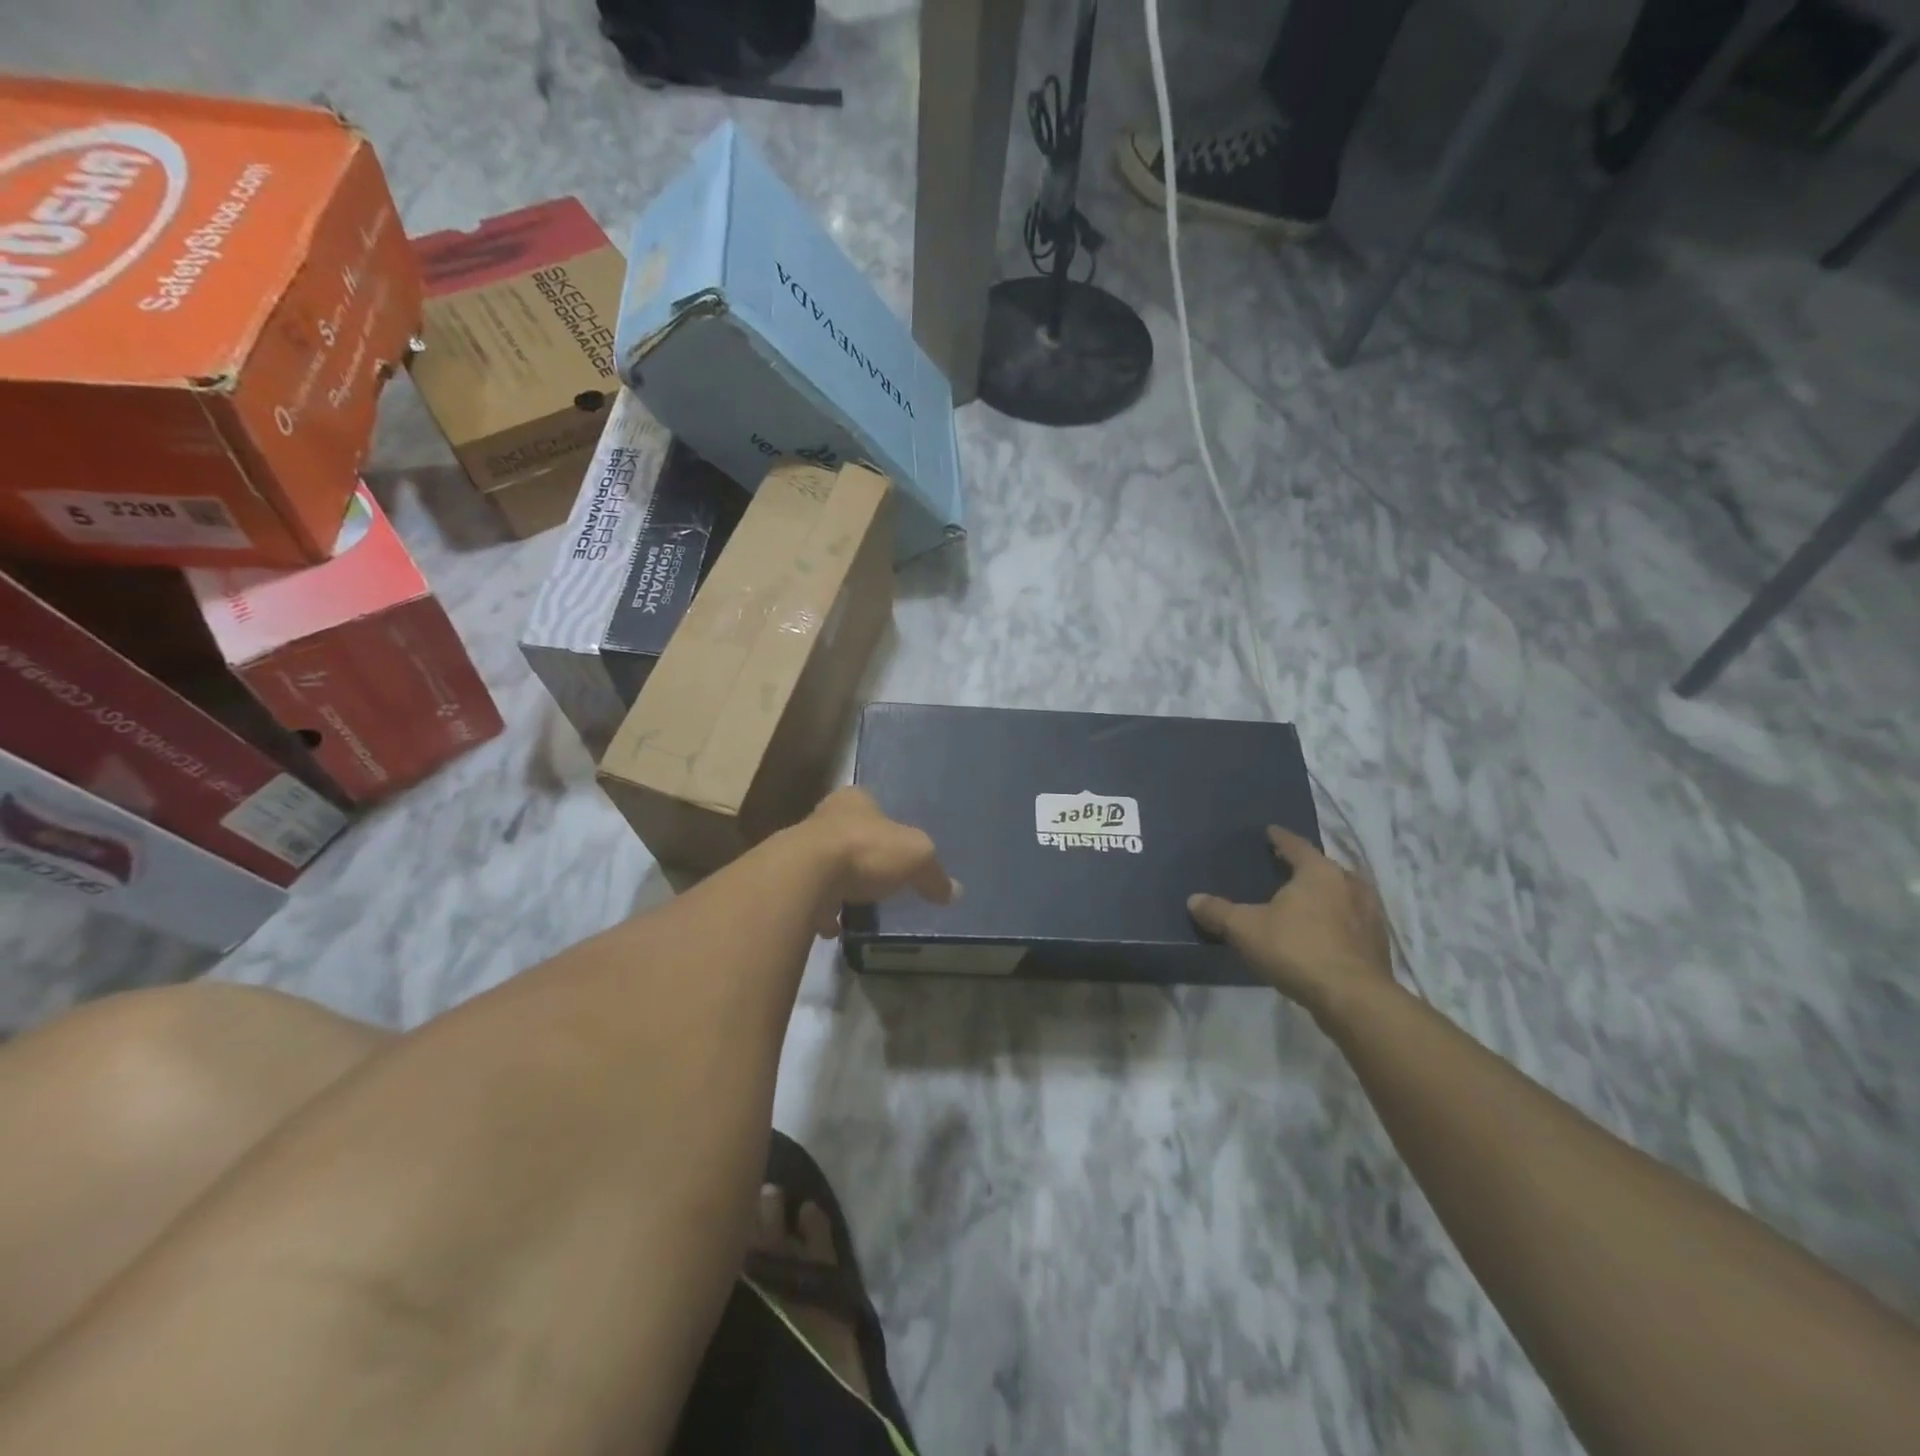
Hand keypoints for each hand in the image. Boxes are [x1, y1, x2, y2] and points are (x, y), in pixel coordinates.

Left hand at [801, 787, 957, 937]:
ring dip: (840, 883)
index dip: (885, 824)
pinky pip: (811, 896)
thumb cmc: (865, 850)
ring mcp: (800, 849)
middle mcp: (823, 816)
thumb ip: (934, 874)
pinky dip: (823, 911)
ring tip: (860, 906)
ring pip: (826, 864)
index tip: (896, 847)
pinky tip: (836, 927)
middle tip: (881, 878)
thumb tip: (954, 892)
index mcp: (854, 799)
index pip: (871, 803)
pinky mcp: (788, 882)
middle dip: (863, 855)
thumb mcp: (917, 857)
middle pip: (848, 834)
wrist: (805, 876)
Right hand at [1188, 827, 1393, 1018]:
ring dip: (1328, 895)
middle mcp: (1349, 885)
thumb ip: (1218, 912)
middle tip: (1286, 870)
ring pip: (1344, 895)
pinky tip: (1325, 934)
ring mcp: (1370, 915)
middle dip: (1306, 868)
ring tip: (1308, 902)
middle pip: (1325, 868)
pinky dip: (1339, 922)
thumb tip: (1193, 900)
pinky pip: (1354, 922)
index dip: (1280, 839)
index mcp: (1319, 872)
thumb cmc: (1297, 950)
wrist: (1353, 999)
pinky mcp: (1378, 945)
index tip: (1270, 832)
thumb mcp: (1245, 929)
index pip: (1296, 845)